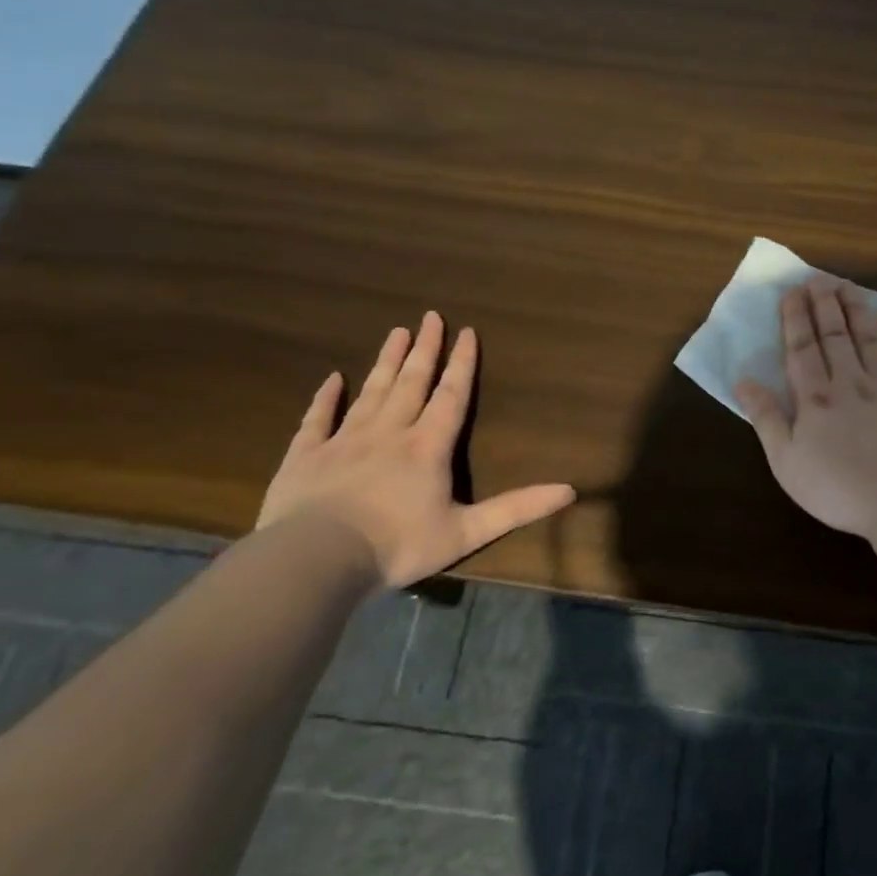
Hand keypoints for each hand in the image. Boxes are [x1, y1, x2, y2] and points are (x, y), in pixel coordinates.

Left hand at [258, 312, 575, 588]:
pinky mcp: (306, 456)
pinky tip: (332, 378)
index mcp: (428, 447)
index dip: (462, 363)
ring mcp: (344, 440)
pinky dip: (325, 397)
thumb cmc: (396, 545)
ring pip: (371, 392)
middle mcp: (389, 432)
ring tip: (396, 332)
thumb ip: (517, 509)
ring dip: (386, 361)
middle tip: (430, 316)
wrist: (315, 560)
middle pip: (411, 382)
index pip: (451, 396)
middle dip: (425, 349)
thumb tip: (570, 491)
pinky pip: (318, 419)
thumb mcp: (466, 532)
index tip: (467, 331)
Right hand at [734, 277, 876, 537]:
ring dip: (858, 310)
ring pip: (870, 339)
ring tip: (849, 286)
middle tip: (820, 277)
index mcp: (817, 398)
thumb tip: (742, 380)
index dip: (796, 317)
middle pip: (836, 335)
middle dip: (825, 304)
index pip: (802, 348)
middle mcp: (852, 383)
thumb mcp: (787, 462)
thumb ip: (766, 418)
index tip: (793, 291)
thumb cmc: (840, 490)